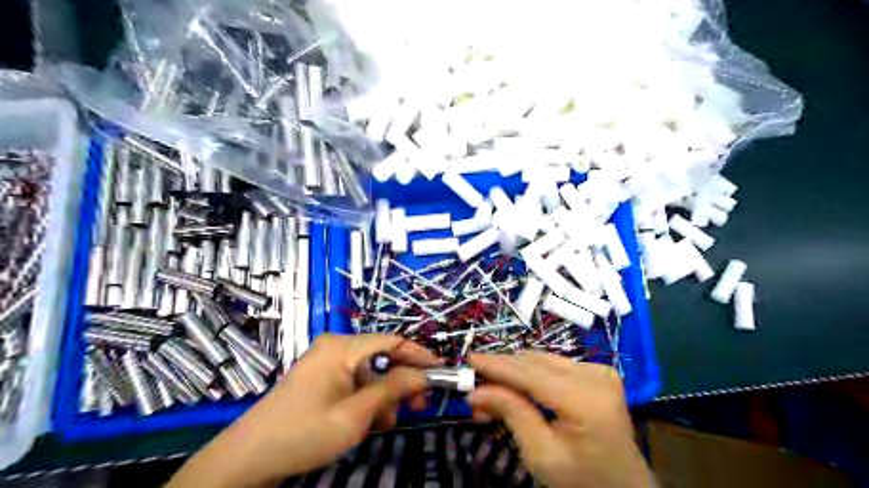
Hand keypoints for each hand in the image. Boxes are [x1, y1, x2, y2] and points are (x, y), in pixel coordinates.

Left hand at [168, 335, 437, 486]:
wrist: (248, 458)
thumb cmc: (304, 433)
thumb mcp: (355, 414)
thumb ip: (392, 389)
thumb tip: (423, 375)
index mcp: (343, 347)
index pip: (393, 341)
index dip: (419, 356)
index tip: (441, 373)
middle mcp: (335, 345)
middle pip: (382, 355)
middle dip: (402, 380)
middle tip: (418, 406)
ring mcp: (325, 360)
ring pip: (369, 370)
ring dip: (384, 394)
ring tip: (387, 422)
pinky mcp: (320, 375)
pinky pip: (354, 379)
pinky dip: (367, 396)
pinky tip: (369, 419)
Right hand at [469, 353, 651, 487]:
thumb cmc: (583, 481)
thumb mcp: (542, 456)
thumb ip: (512, 414)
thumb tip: (476, 391)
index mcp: (587, 400)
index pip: (531, 374)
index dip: (497, 365)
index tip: (468, 359)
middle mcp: (595, 375)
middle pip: (536, 363)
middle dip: (502, 371)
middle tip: (473, 384)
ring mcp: (599, 370)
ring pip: (543, 360)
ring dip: (513, 372)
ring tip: (489, 390)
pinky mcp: (597, 372)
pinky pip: (554, 365)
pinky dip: (530, 374)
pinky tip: (514, 388)